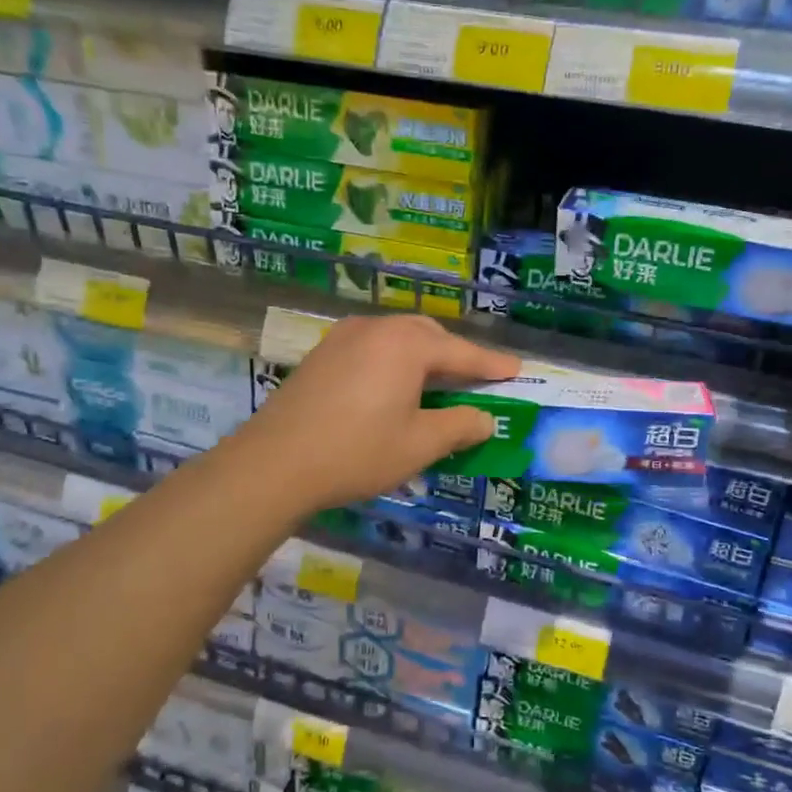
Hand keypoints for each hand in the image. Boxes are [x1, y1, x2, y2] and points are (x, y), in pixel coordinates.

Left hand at [236, 315, 519, 515]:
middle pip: (428, 335)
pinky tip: (391, 385)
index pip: (462, 353)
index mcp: (407, 345)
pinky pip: (371, 347)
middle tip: (475, 378)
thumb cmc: (357, 452)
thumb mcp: (419, 444)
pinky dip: (393, 360)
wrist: (274, 462)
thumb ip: (460, 427)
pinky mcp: (321, 354)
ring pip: (397, 337)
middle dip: (455, 355)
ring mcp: (344, 337)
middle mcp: (377, 328)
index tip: (516, 369)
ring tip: (435, 381)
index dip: (492, 365)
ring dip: (422, 355)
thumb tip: (485, 419)